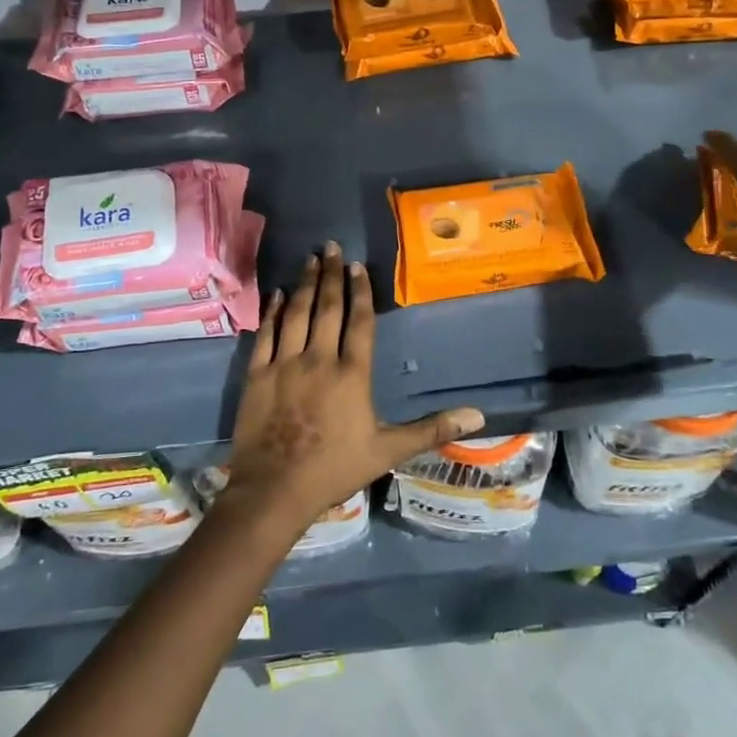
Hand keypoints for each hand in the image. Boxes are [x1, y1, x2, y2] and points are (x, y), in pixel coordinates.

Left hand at [224, 242, 484, 534]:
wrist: (275, 489)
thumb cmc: (335, 469)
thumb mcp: (389, 450)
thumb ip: (432, 429)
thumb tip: (479, 416)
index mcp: (352, 374)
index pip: (359, 322)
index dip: (360, 292)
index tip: (358, 267)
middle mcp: (319, 359)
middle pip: (328, 308)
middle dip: (332, 275)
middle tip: (332, 247)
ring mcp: (285, 364)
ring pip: (297, 314)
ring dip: (306, 285)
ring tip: (311, 260)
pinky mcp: (257, 374)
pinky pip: (266, 334)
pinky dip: (273, 312)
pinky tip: (278, 295)